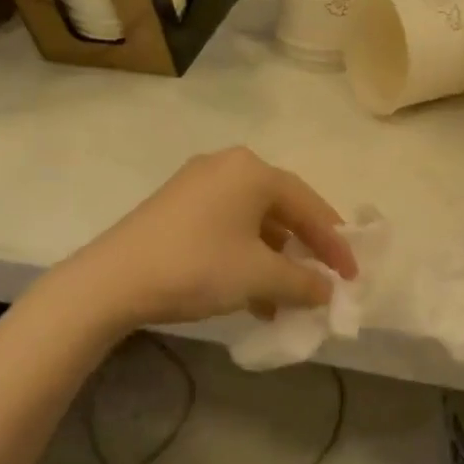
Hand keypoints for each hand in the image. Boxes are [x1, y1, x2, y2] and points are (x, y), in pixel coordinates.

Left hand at [80, 148, 356, 328]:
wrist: (111, 281)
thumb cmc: (197, 267)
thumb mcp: (260, 276)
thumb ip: (304, 282)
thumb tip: (328, 290)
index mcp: (253, 171)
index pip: (310, 205)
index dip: (335, 243)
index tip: (352, 275)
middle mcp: (228, 166)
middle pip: (282, 209)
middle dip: (305, 250)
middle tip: (323, 280)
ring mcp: (198, 184)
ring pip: (254, 222)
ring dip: (275, 259)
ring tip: (287, 297)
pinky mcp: (177, 206)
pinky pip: (228, 227)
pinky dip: (246, 257)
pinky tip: (252, 294)